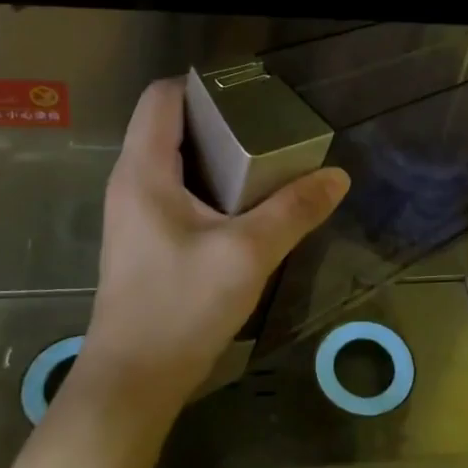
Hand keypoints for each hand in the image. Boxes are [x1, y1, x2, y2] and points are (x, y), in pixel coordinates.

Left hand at [74, 78, 350, 423]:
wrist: (134, 382)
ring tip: (267, 159)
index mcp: (144, 171)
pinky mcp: (145, 239)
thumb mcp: (248, 254)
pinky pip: (178, 190)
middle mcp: (131, 182)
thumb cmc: (180, 307)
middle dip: (221, 119)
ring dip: (218, 153)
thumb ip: (294, 211)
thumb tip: (336, 176)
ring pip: (176, 159)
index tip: (251, 96)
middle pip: (171, 124)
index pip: (162, 97)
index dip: (203, 85)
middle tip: (271, 128)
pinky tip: (247, 204)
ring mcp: (135, 212)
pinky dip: (211, 183)